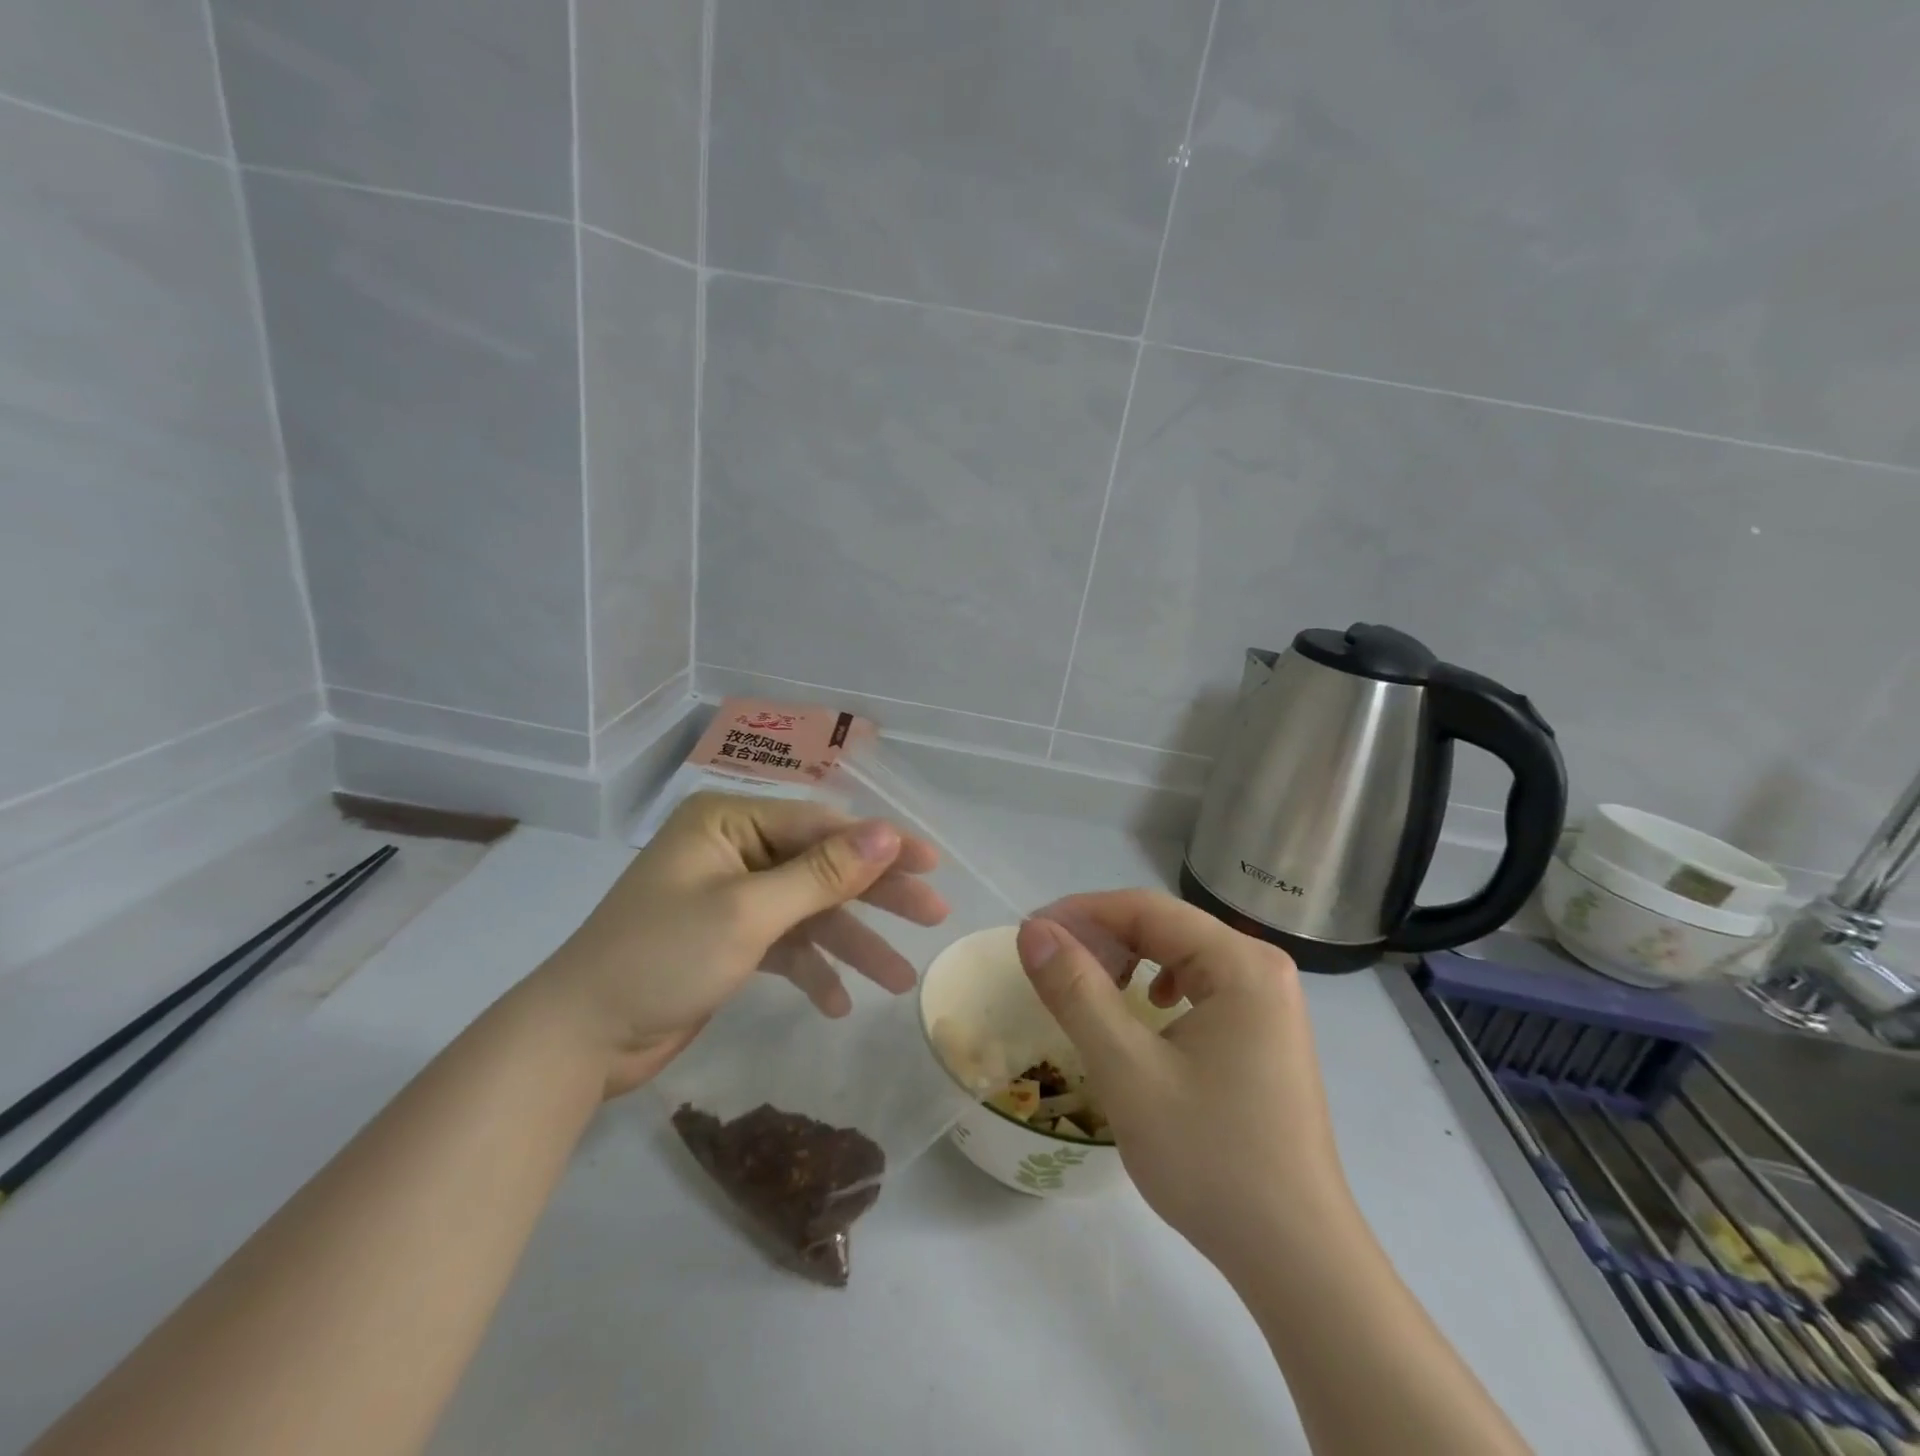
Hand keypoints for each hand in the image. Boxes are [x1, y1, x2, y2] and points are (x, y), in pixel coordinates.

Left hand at [530, 792, 947, 1095]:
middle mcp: (733, 850)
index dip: (880, 844)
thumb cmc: (662, 958)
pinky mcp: (730, 941)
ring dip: (852, 943)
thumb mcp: (748, 912)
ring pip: (810, 911)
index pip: (821, 824)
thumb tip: (888, 834)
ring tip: (901, 980)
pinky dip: (813, 969)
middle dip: (876, 895)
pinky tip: (838, 1002)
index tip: (932, 865)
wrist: (579, 1040)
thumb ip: (822, 873)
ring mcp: (732, 897)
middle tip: (933, 915)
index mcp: (729, 822)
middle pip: (822, 866)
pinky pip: (786, 944)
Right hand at [1016, 891, 1349, 1270]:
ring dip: (1127, 961)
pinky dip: (1157, 988)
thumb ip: (1076, 992)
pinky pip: (1200, 987)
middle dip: (1103, 938)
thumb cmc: (1210, 1157)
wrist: (1296, 1258)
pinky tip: (1144, 1015)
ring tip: (1090, 988)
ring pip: (1181, 956)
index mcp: (1241, 963)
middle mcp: (1262, 968)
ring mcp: (1269, 1002)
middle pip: (1166, 927)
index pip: (1146, 909)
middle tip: (1050, 965)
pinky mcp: (1265, 1033)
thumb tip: (1032, 931)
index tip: (1029, 934)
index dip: (1081, 913)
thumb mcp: (1127, 1070)